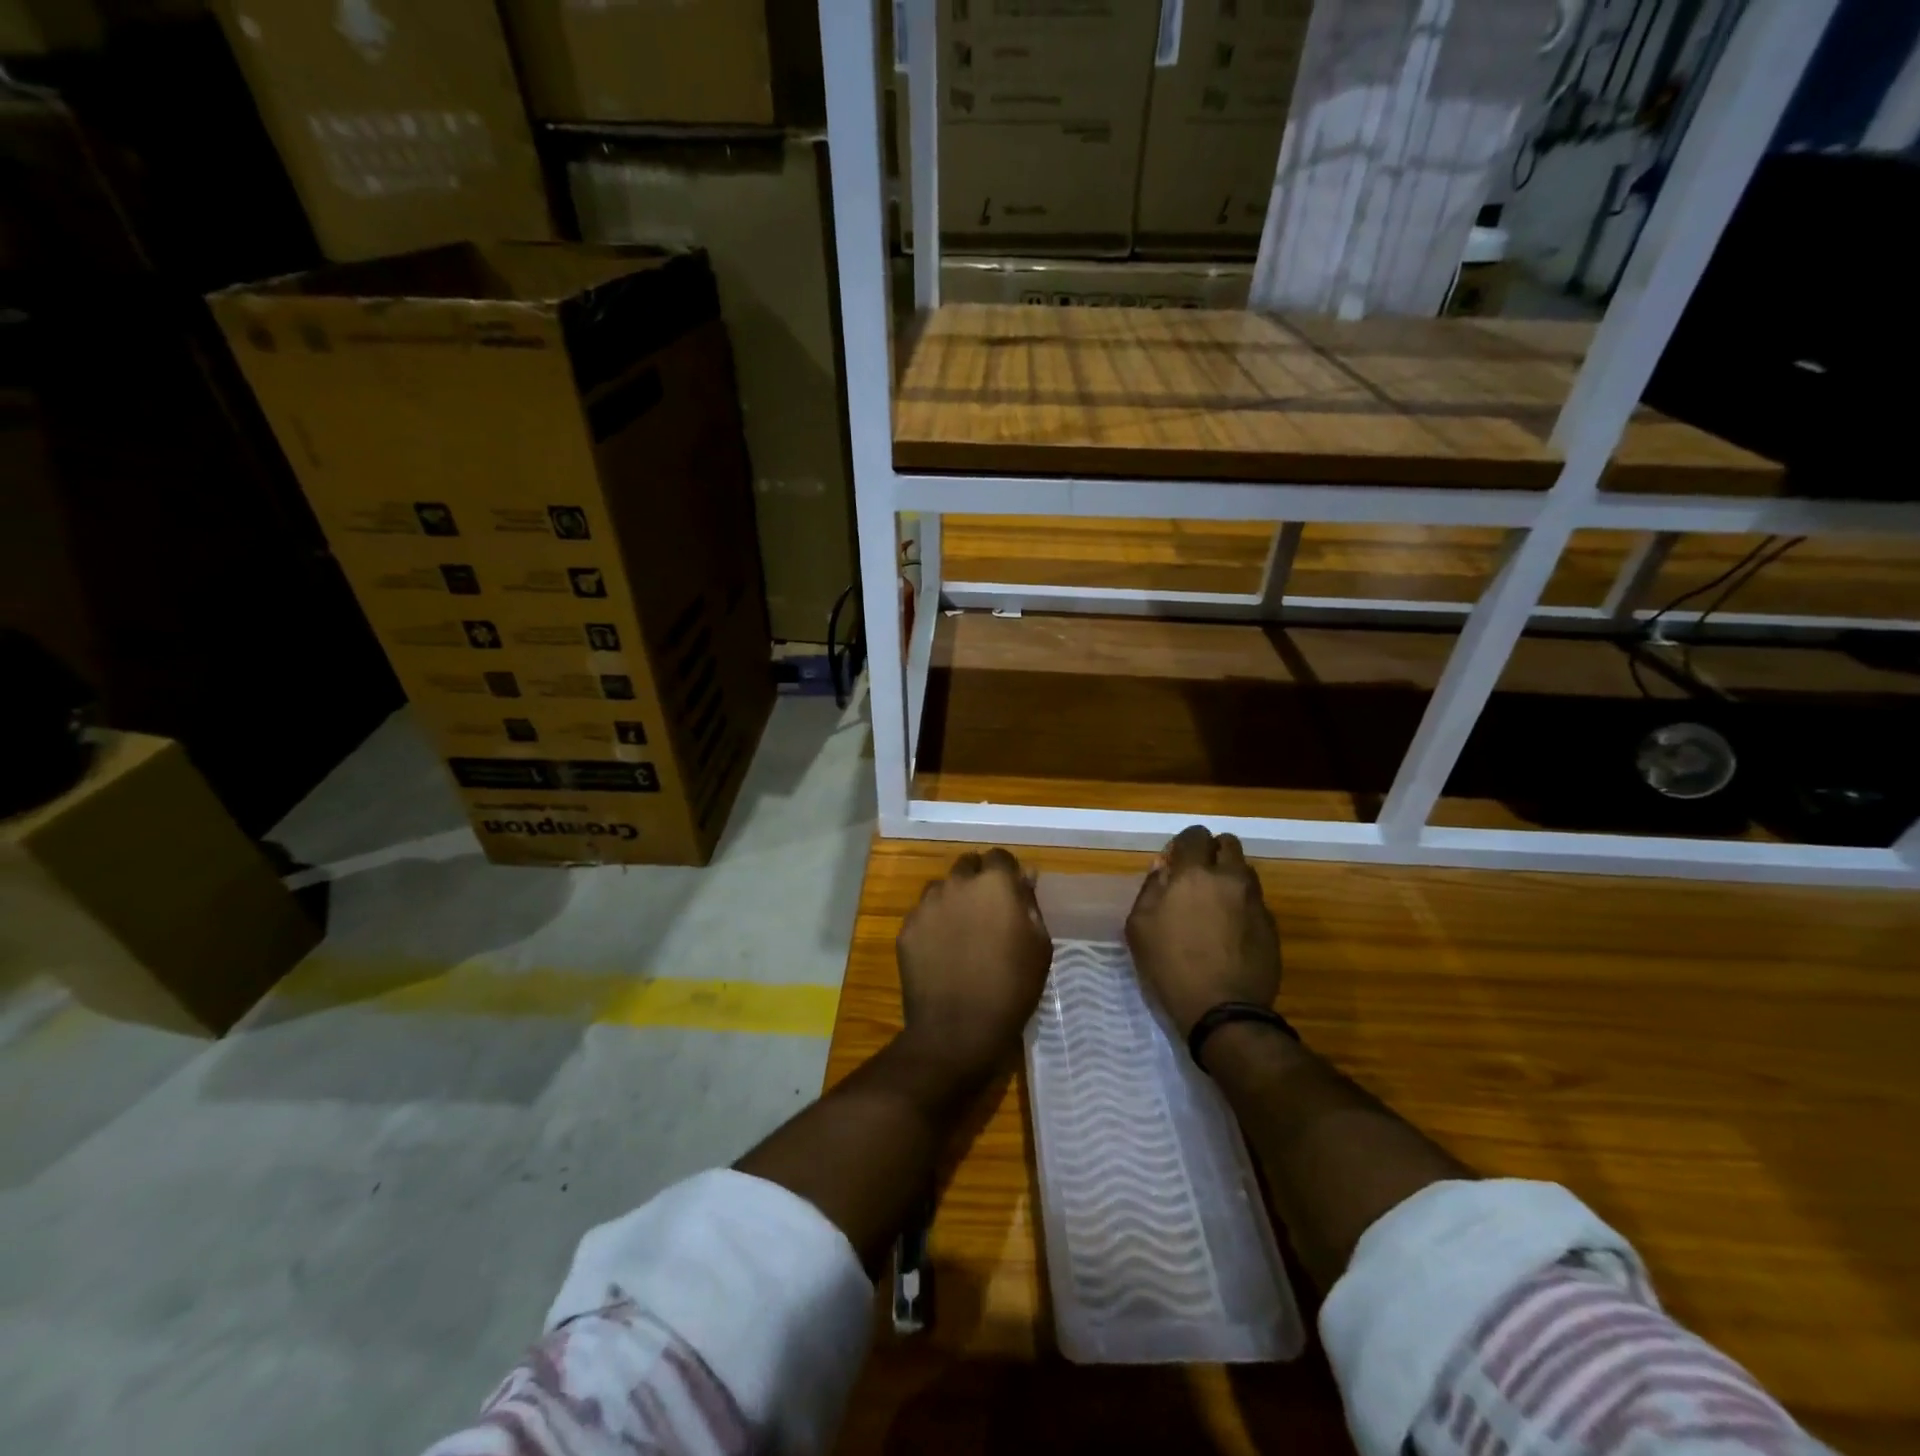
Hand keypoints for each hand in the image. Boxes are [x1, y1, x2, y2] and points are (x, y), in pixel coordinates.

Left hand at [897, 848, 1052, 1079]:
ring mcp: (926, 905)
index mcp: (994, 884)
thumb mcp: (1039, 946)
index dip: (1006, 872)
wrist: (958, 1030)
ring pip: (941, 888)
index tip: (1012, 892)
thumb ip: (1030, 904)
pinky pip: (922, 914)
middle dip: (977, 880)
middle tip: (987, 911)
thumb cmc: (1011, 988)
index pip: (999, 856)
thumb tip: (1025, 876)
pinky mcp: (906, 928)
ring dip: (953, 899)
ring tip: (961, 931)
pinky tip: (941, 951)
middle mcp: (957, 883)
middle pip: (967, 866)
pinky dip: (932, 924)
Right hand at [1126, 825, 1280, 1035]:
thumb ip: (1150, 889)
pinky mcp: (1271, 926)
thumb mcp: (1140, 927)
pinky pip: (1255, 902)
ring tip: (1216, 903)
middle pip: (1228, 844)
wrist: (1223, 1010)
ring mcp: (1255, 901)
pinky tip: (1230, 931)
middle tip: (1198, 875)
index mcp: (1194, 874)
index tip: (1175, 860)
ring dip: (1230, 877)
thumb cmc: (1171, 966)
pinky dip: (1242, 906)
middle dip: (1213, 852)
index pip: (1194, 835)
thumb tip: (1162, 868)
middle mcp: (1230, 878)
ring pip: (1245, 871)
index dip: (1183, 843)